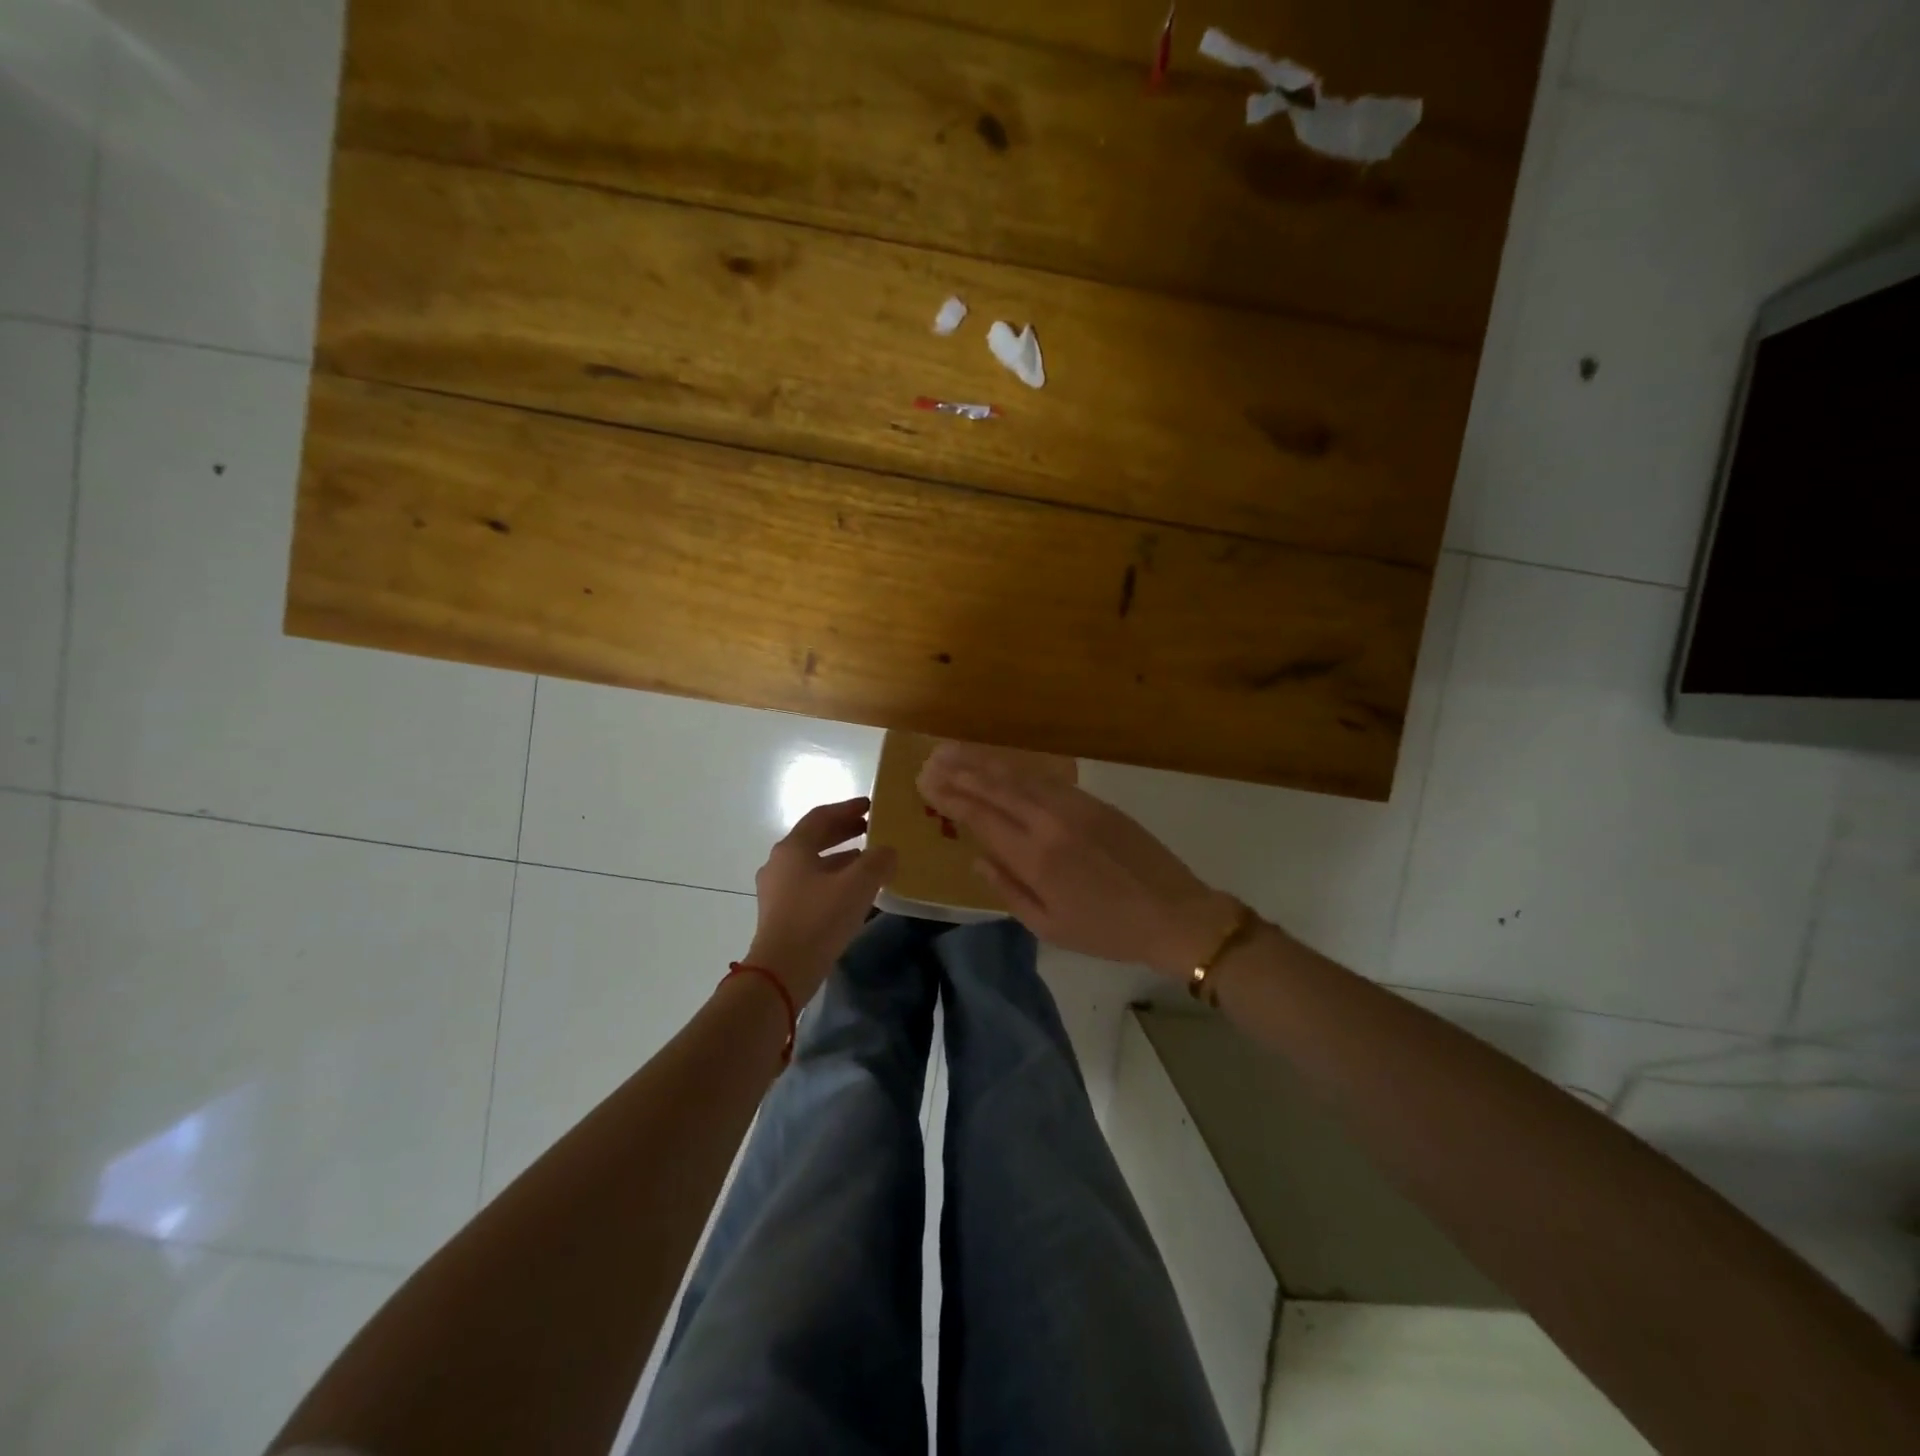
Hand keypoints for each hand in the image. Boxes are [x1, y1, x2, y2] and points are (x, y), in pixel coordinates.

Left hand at [745, 797, 896, 1002]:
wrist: (782, 972)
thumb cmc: (819, 919)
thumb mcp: (857, 885)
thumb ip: (877, 861)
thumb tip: (888, 851)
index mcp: (793, 848)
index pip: (821, 816)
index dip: (847, 808)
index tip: (870, 806)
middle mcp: (780, 863)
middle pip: (814, 838)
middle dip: (844, 831)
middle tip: (871, 829)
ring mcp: (776, 890)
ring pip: (812, 863)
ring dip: (840, 857)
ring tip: (868, 861)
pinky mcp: (780, 913)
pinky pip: (810, 885)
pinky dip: (832, 879)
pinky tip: (852, 893)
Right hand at [918, 744, 1238, 979]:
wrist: (1174, 912)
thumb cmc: (1107, 930)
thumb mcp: (1049, 926)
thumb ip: (1008, 890)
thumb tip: (977, 860)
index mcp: (1035, 858)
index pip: (981, 817)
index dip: (951, 798)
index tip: (926, 783)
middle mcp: (1049, 823)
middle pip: (996, 788)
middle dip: (961, 772)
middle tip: (932, 759)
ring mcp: (1075, 807)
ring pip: (1020, 777)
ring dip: (985, 762)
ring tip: (956, 751)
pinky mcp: (1095, 801)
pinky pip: (1048, 779)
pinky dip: (1020, 769)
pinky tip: (1004, 765)